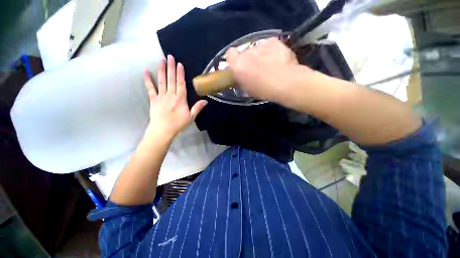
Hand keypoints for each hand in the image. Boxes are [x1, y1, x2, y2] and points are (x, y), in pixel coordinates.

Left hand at [144, 55, 206, 138]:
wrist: (163, 130)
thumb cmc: (178, 124)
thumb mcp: (191, 117)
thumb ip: (197, 108)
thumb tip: (206, 101)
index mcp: (180, 99)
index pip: (180, 83)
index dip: (180, 73)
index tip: (179, 64)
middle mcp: (170, 95)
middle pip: (171, 79)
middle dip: (171, 67)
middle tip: (170, 56)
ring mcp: (161, 96)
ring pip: (161, 81)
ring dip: (161, 70)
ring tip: (161, 60)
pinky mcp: (153, 99)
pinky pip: (150, 88)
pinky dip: (147, 80)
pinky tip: (145, 71)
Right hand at [226, 37, 307, 103]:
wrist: (285, 83)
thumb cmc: (264, 90)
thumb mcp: (248, 89)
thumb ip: (242, 79)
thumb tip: (242, 75)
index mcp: (238, 65)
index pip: (230, 54)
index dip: (234, 60)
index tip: (239, 66)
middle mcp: (247, 52)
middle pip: (245, 52)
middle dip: (249, 59)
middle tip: (257, 68)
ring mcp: (261, 45)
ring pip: (257, 49)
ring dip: (261, 55)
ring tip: (270, 65)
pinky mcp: (274, 41)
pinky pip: (269, 46)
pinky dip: (272, 52)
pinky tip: (278, 60)